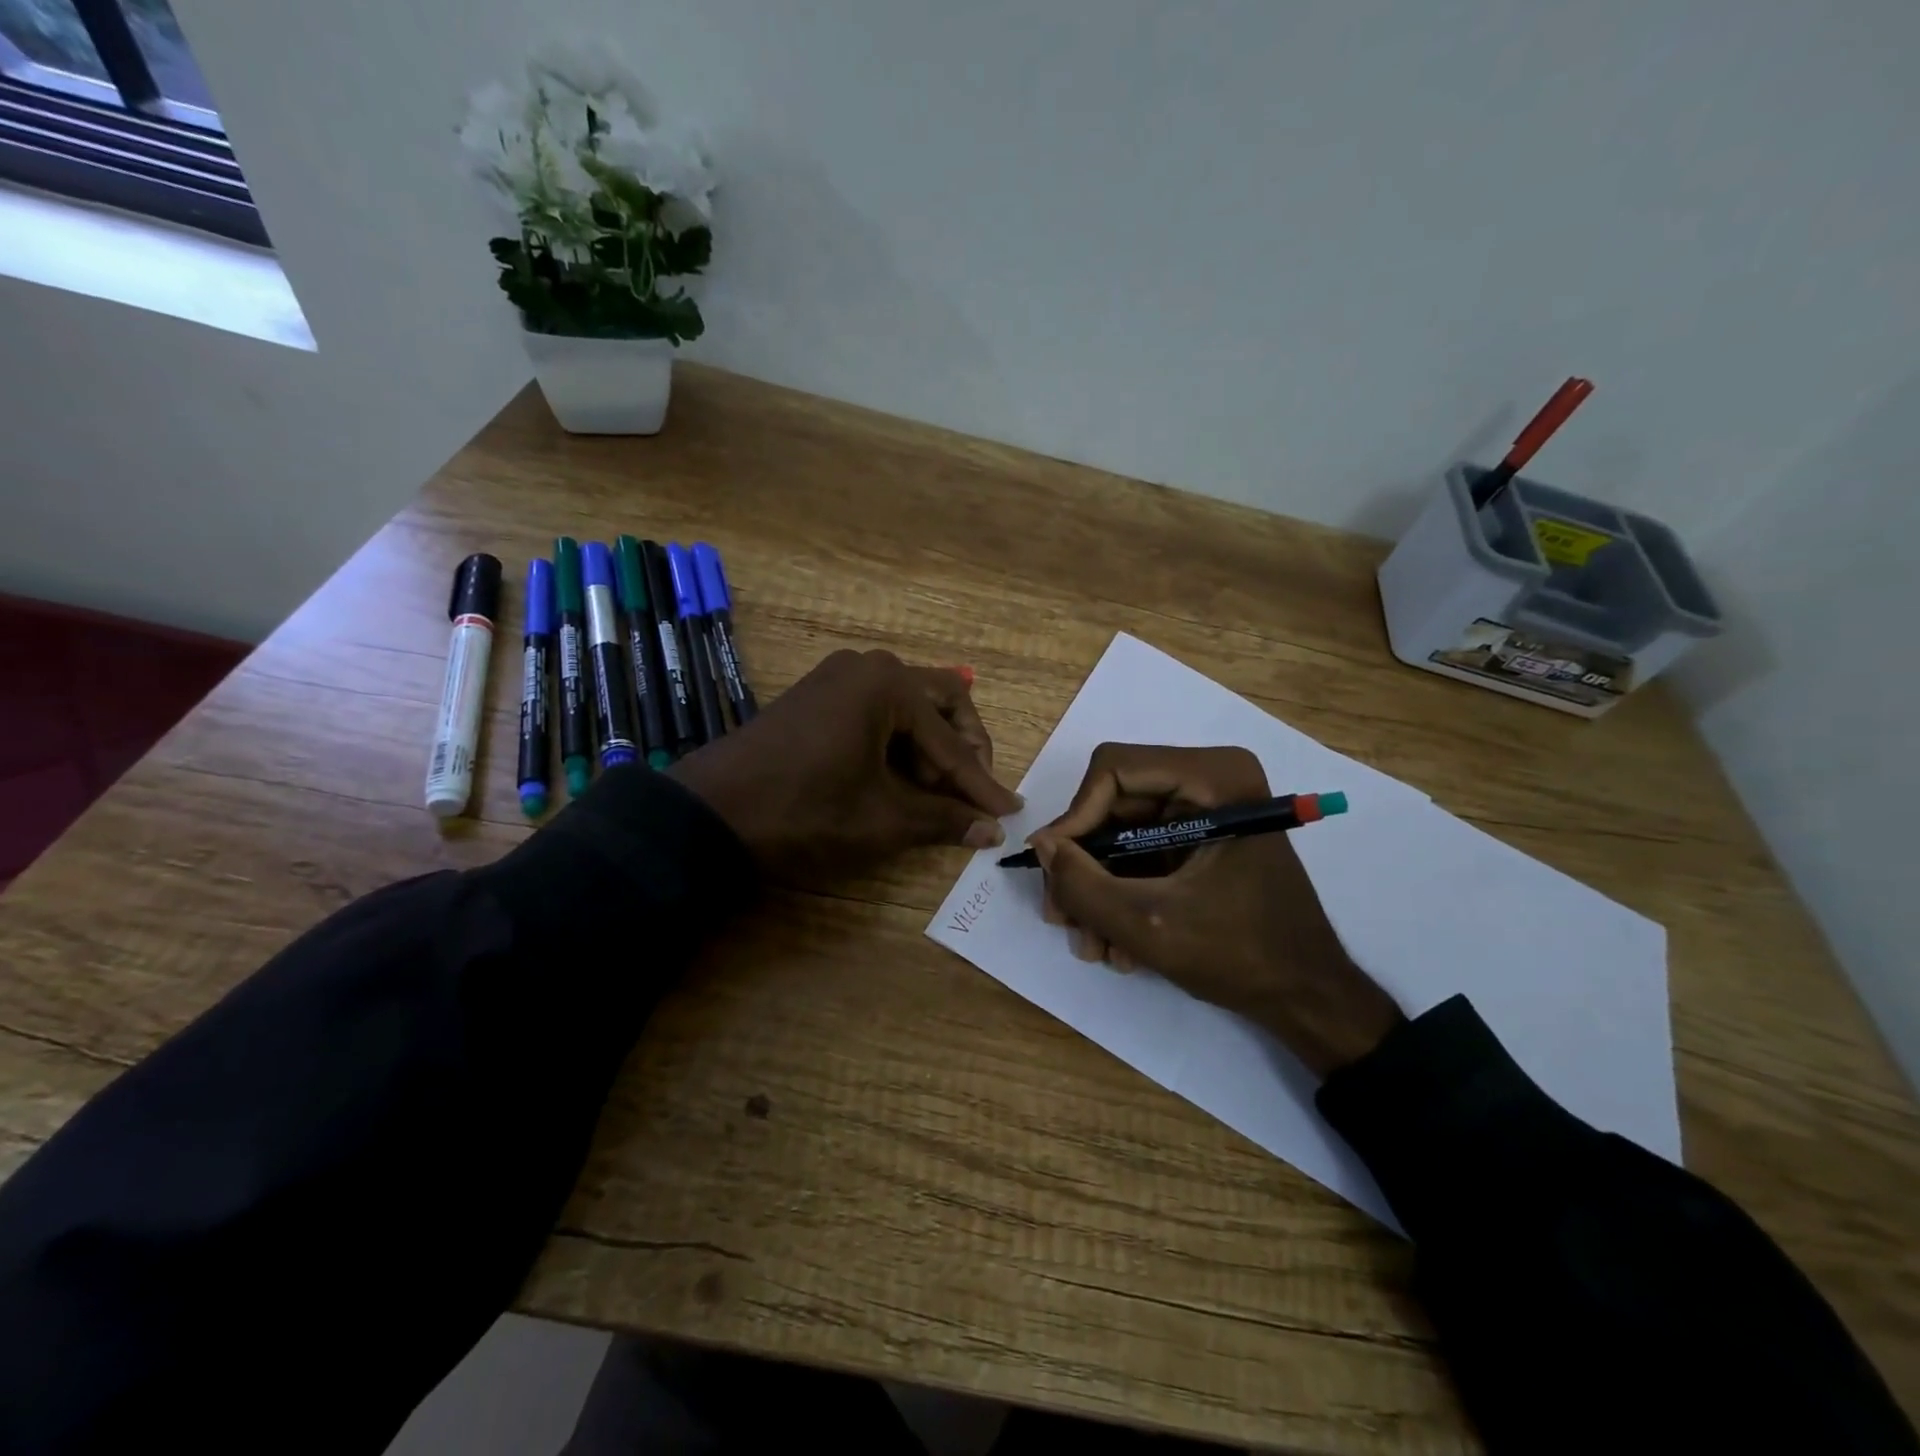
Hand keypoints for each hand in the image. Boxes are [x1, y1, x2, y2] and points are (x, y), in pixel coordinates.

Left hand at [669, 649, 1022, 883]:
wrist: (708, 814)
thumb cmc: (804, 812)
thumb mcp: (881, 821)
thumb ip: (942, 820)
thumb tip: (991, 830)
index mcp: (888, 685)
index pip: (951, 742)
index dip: (981, 783)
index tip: (1008, 811)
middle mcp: (868, 667)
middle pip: (940, 703)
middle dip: (962, 750)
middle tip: (972, 794)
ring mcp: (838, 676)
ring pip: (907, 707)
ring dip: (929, 748)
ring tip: (933, 795)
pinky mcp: (817, 695)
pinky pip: (876, 712)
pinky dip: (896, 744)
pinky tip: (898, 779)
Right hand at [1028, 743, 1403, 1076]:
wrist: (1307, 999)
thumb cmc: (1241, 955)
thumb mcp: (1149, 925)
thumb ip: (1082, 885)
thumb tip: (1039, 843)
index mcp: (1214, 777)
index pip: (1114, 770)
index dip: (1075, 817)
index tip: (1054, 870)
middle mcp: (1208, 780)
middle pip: (1112, 805)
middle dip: (1084, 866)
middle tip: (1062, 919)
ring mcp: (1203, 810)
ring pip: (1119, 833)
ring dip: (1098, 889)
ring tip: (1092, 946)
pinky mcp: (1198, 840)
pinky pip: (1139, 853)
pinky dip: (1121, 894)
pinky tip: (1115, 944)